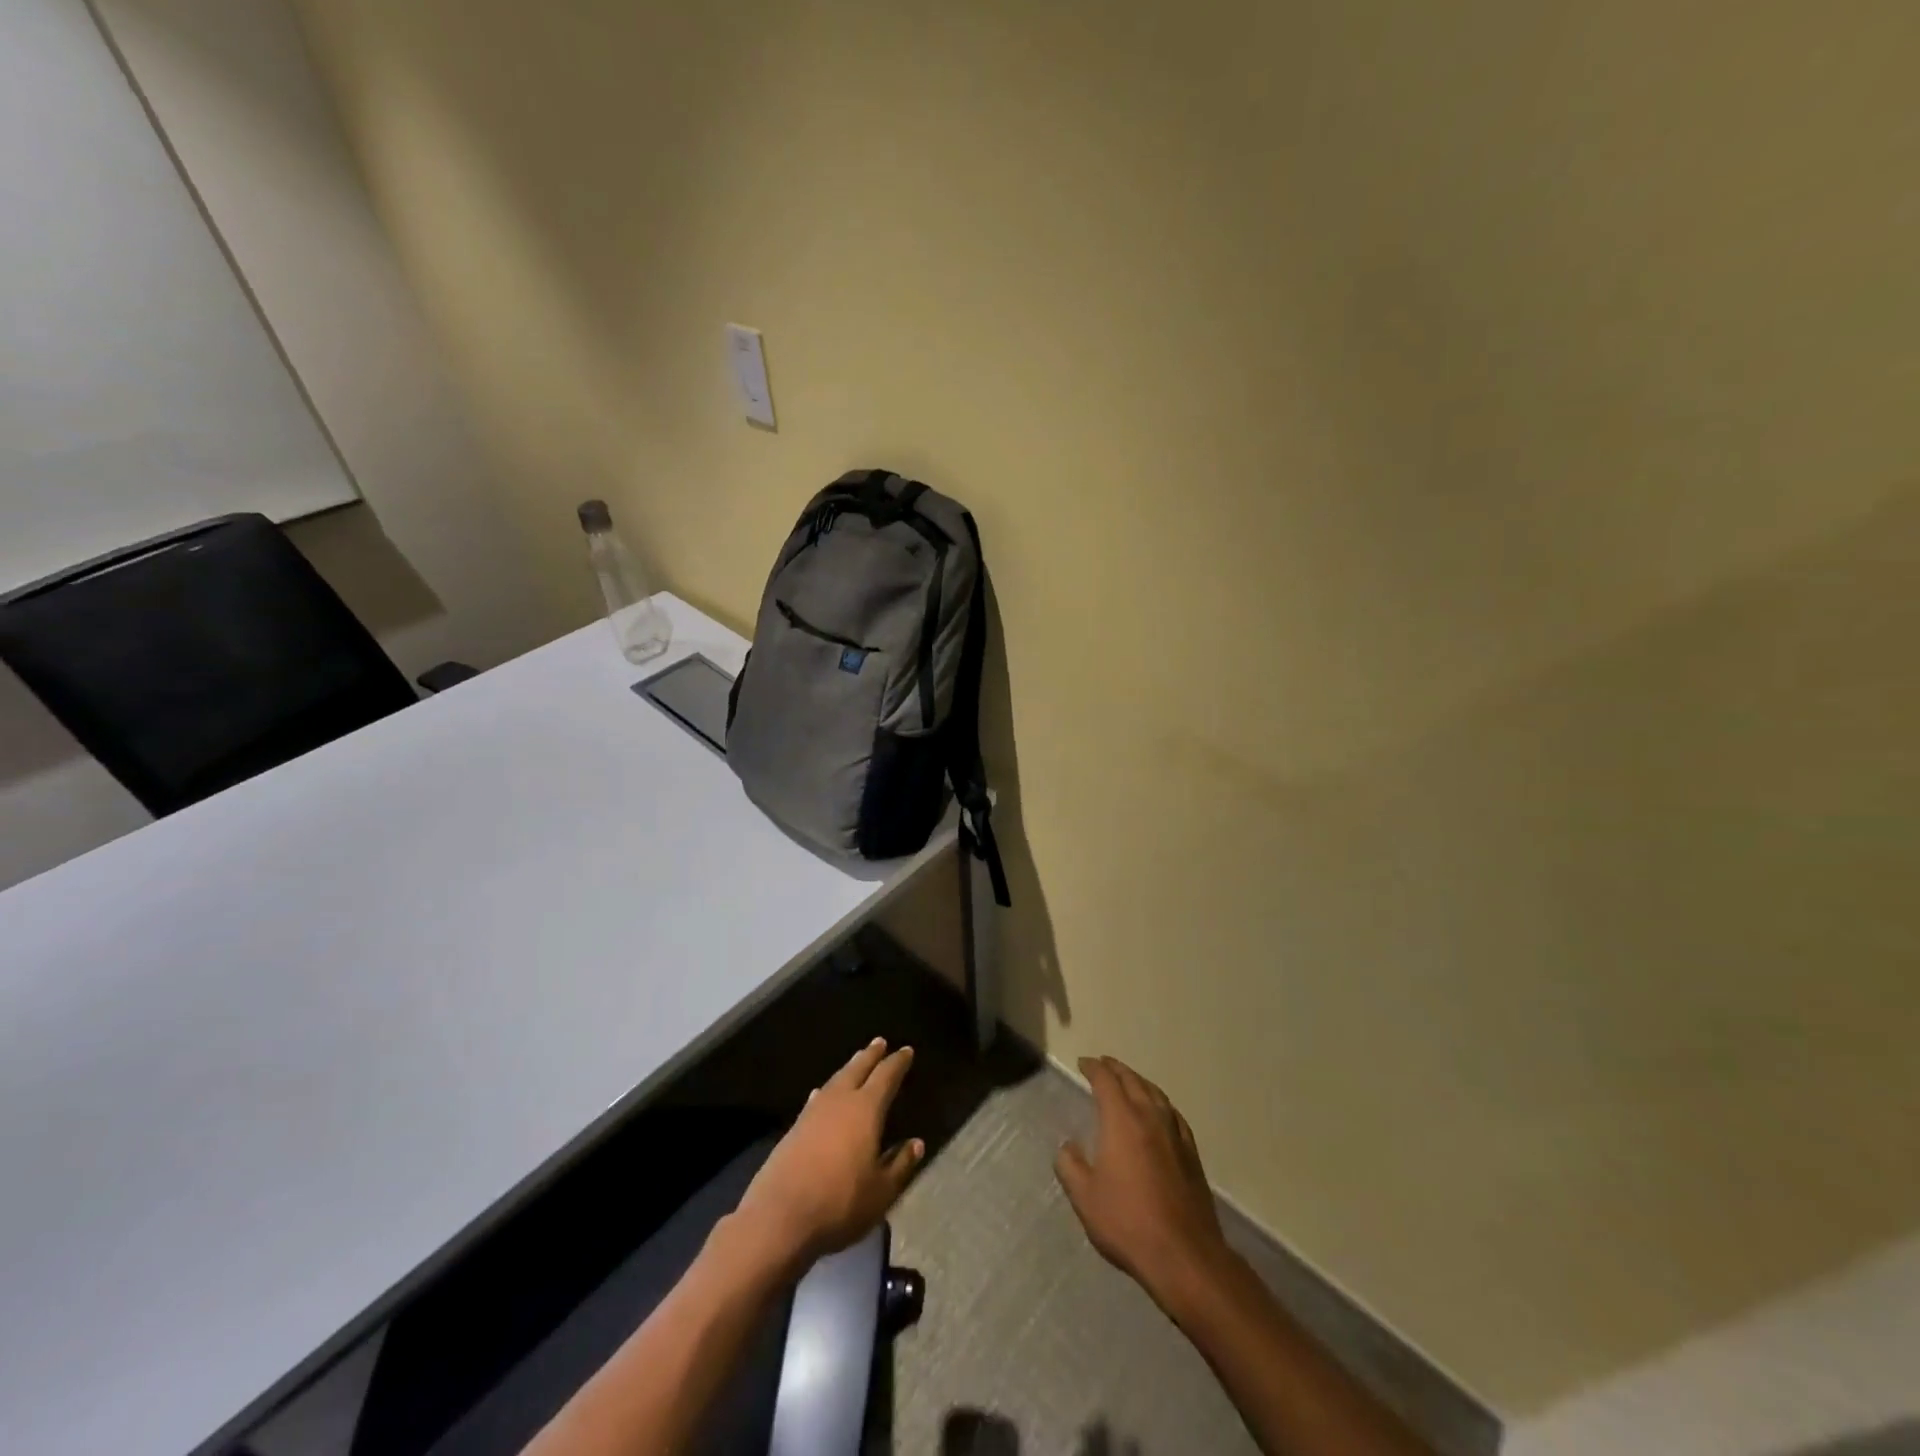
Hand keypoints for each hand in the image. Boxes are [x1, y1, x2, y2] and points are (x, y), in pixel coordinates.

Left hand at [732, 1038, 923, 1270]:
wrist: (779, 1218)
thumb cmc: (839, 1203)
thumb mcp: (881, 1191)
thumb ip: (900, 1165)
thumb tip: (916, 1143)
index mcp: (865, 1110)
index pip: (886, 1076)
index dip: (897, 1063)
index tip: (906, 1050)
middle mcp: (839, 1102)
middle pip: (857, 1069)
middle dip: (870, 1055)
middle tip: (880, 1042)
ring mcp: (813, 1113)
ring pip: (836, 1080)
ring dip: (849, 1068)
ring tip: (857, 1060)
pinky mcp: (794, 1129)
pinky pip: (817, 1098)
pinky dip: (827, 1090)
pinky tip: (821, 1093)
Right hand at [1055, 1056, 1231, 1307]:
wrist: (1184, 1255)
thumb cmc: (1128, 1222)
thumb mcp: (1085, 1197)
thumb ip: (1070, 1166)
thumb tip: (1067, 1146)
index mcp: (1122, 1120)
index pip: (1106, 1081)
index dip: (1093, 1068)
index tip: (1083, 1063)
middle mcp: (1150, 1117)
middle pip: (1132, 1080)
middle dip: (1116, 1069)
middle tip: (1103, 1064)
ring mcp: (1175, 1134)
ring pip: (1156, 1094)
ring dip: (1139, 1081)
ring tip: (1129, 1080)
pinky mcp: (1192, 1154)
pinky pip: (1173, 1114)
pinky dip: (1161, 1103)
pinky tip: (1160, 1112)